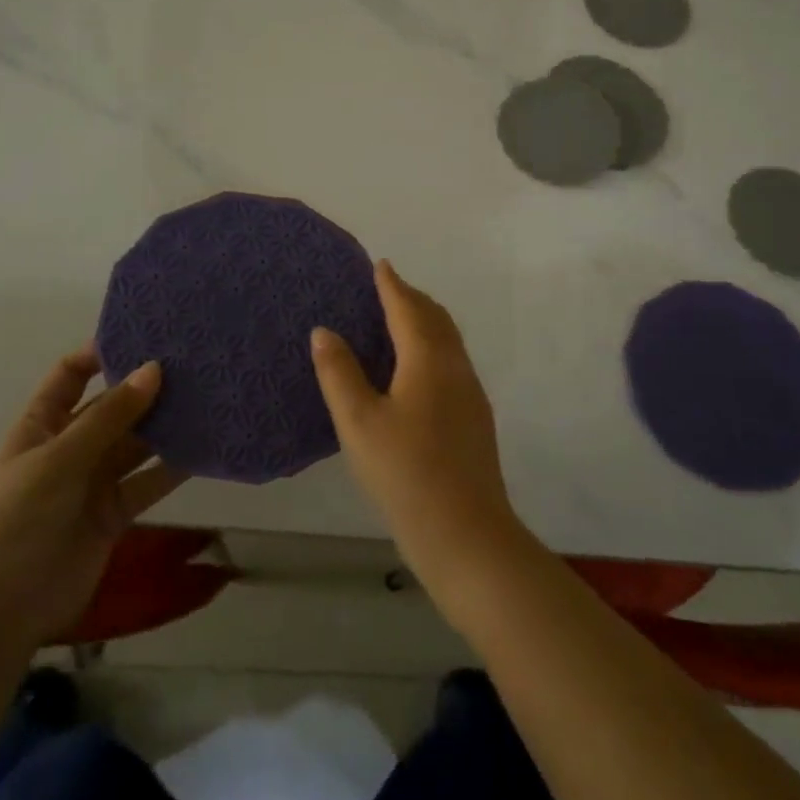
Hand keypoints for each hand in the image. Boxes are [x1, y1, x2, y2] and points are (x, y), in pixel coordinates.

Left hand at [0, 346, 185, 648]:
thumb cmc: (14, 522)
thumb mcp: (58, 460)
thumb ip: (109, 417)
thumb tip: (155, 368)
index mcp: (40, 426)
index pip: (70, 376)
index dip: (101, 354)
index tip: (146, 336)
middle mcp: (68, 448)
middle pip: (111, 408)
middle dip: (145, 389)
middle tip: (194, 364)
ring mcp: (91, 483)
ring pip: (135, 445)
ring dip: (165, 426)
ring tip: (209, 399)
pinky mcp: (113, 515)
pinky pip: (147, 482)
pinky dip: (173, 468)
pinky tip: (205, 449)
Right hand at [311, 261, 525, 582]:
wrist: (466, 533)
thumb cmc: (405, 474)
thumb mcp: (359, 423)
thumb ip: (340, 373)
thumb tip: (324, 331)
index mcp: (428, 359)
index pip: (408, 308)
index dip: (392, 285)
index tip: (380, 265)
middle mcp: (456, 366)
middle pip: (435, 318)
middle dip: (411, 298)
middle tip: (386, 289)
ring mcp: (471, 392)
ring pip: (449, 341)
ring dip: (425, 322)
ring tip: (398, 322)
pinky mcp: (475, 417)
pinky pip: (452, 362)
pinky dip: (433, 347)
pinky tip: (416, 370)